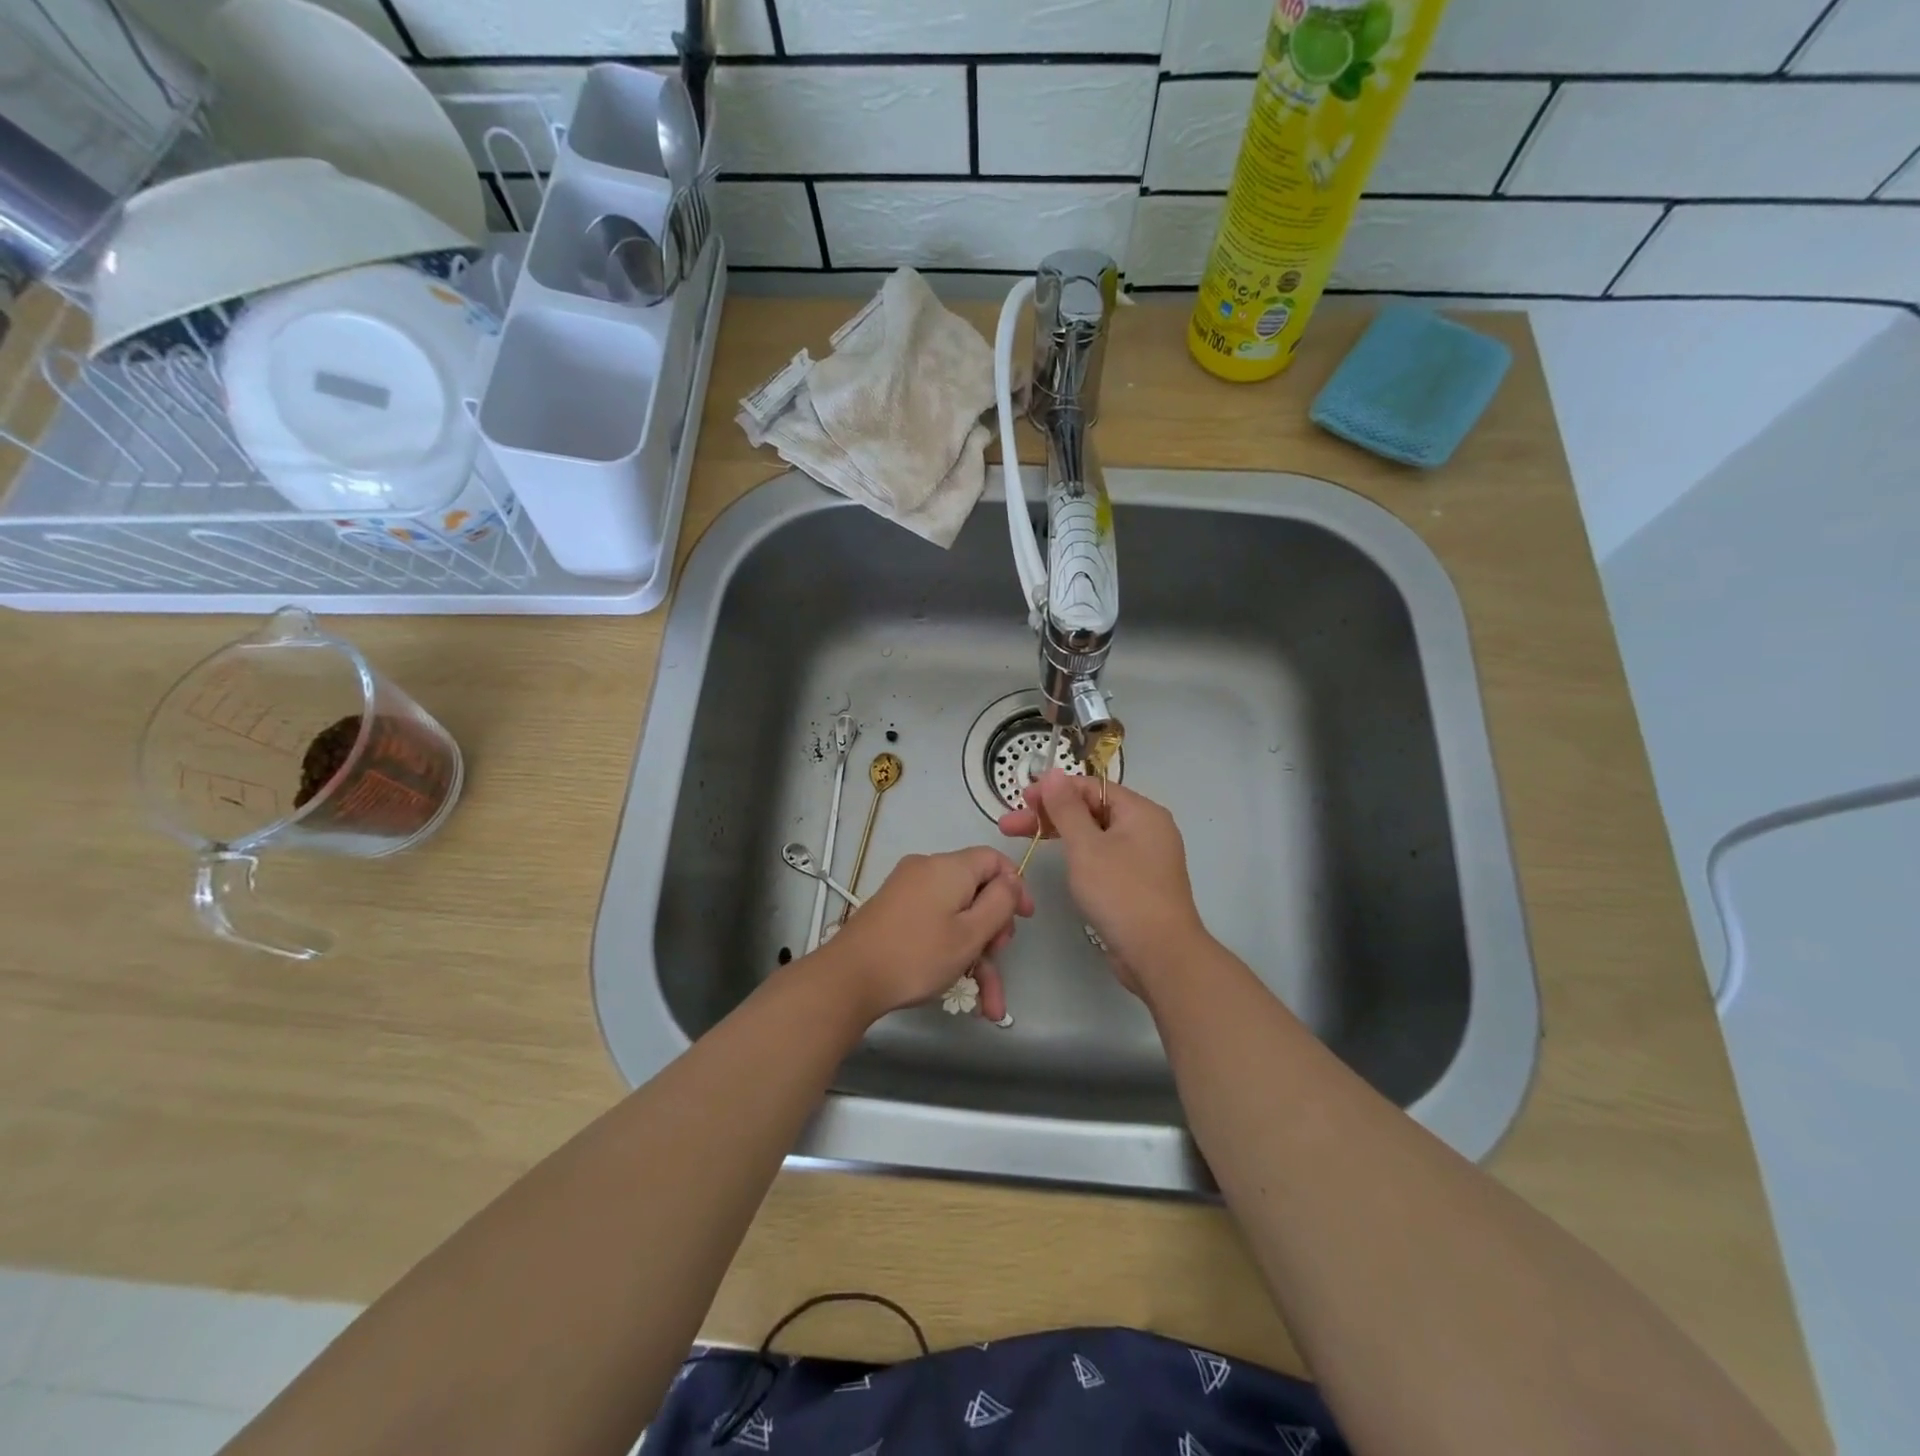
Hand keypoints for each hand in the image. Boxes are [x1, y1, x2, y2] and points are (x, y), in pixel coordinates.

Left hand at [820, 848, 1033, 1022]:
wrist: (849, 978)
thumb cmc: (918, 954)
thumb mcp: (971, 933)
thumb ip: (1000, 903)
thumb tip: (1011, 882)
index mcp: (949, 867)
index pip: (993, 859)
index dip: (1015, 886)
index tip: (1025, 919)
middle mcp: (927, 870)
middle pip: (975, 890)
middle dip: (993, 929)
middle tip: (997, 958)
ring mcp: (908, 891)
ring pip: (956, 917)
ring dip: (976, 955)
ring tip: (989, 1003)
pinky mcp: (894, 912)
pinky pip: (934, 924)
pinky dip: (951, 952)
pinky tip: (966, 994)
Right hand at [998, 770, 1207, 993]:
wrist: (1159, 955)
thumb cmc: (1121, 893)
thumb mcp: (1086, 847)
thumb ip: (1066, 808)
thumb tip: (1053, 773)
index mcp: (1141, 812)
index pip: (1091, 787)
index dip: (1054, 790)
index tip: (1021, 800)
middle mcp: (1147, 829)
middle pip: (1091, 810)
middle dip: (1050, 815)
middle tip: (1010, 825)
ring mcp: (1144, 858)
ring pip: (1095, 835)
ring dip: (1060, 835)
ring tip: (1025, 841)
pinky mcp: (1138, 883)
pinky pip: (1104, 857)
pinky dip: (1079, 856)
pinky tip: (1060, 864)